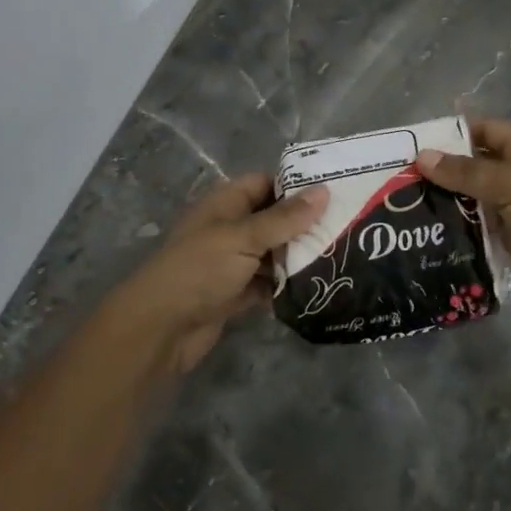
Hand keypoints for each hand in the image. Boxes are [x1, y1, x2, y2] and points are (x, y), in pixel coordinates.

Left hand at [105, 173, 328, 374]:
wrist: (161, 328)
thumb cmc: (200, 269)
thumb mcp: (244, 237)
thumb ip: (285, 218)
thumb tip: (325, 191)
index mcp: (226, 203)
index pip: (266, 182)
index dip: (297, 185)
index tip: (336, 190)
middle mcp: (230, 228)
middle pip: (274, 218)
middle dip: (305, 224)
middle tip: (348, 226)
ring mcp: (232, 262)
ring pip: (273, 252)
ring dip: (299, 256)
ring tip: (342, 255)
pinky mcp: (236, 293)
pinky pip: (269, 283)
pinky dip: (287, 284)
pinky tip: (319, 286)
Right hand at [418, 119, 510, 322]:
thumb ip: (466, 172)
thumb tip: (422, 157)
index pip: (480, 130)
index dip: (449, 133)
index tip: (411, 144)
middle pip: (470, 165)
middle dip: (439, 170)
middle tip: (395, 180)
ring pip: (469, 198)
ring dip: (443, 202)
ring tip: (401, 207)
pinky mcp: (508, 238)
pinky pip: (475, 227)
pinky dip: (455, 229)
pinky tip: (424, 234)